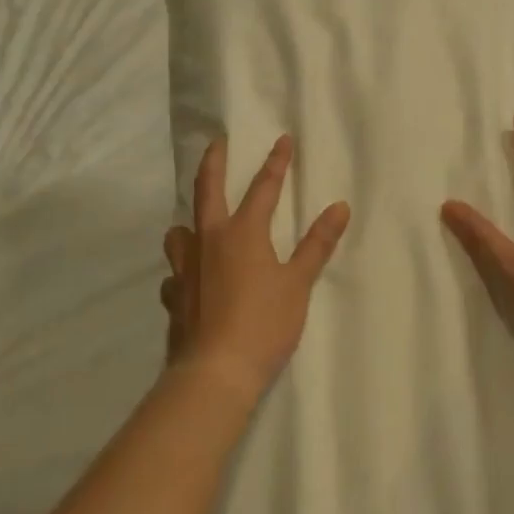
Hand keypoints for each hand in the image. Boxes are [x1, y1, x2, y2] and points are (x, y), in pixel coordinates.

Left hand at [160, 135, 350, 397]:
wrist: (215, 373)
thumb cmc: (263, 324)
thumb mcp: (298, 284)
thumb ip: (317, 244)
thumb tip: (339, 207)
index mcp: (242, 232)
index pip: (263, 187)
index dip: (275, 162)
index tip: (282, 139)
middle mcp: (209, 240)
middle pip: (207, 190)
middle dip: (214, 163)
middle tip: (217, 143)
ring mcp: (185, 268)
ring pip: (179, 232)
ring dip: (189, 222)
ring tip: (197, 223)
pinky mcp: (174, 297)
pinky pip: (175, 274)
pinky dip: (183, 271)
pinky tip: (190, 281)